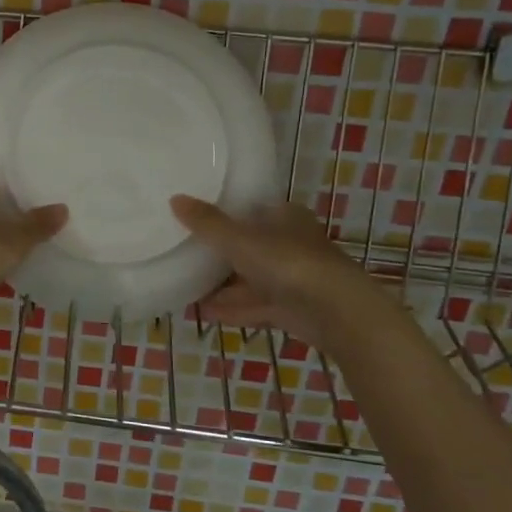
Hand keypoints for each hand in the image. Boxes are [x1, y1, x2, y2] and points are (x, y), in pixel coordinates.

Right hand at [169, 195, 380, 341]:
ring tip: (188, 287)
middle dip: (222, 253)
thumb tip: (175, 198)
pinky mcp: (293, 309)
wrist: (337, 313)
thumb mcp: (240, 239)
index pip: (253, 209)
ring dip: (224, 285)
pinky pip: (256, 305)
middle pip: (250, 246)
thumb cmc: (288, 263)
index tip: (198, 220)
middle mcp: (291, 244)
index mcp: (285, 217)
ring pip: (252, 278)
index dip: (227, 213)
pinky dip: (233, 308)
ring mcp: (294, 278)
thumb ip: (207, 223)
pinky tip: (206, 312)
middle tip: (187, 254)